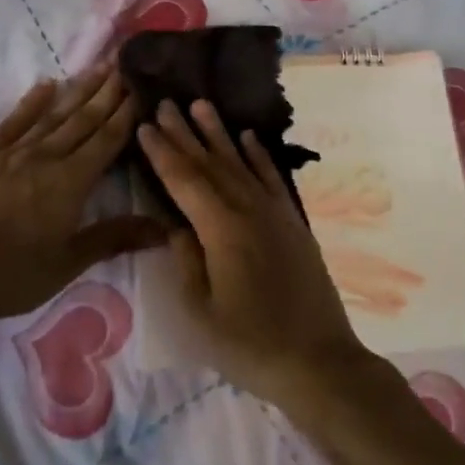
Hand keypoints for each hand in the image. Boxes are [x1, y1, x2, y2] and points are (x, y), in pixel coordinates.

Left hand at [0, 67, 162, 330]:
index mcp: (71, 182)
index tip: (142, 87)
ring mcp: (12, 151)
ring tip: (99, 68)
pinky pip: (14, 120)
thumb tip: (164, 228)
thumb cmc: (9, 276)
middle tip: (126, 65)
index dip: (127, 114)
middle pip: (84, 119)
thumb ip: (113, 238)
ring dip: (79, 90)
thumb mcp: (67, 264)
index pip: (107, 140)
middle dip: (108, 92)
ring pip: (54, 114)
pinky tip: (46, 85)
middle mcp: (46, 157)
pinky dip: (32, 101)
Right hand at [137, 99, 371, 410]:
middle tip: (165, 102)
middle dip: (185, 132)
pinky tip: (248, 137)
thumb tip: (176, 224)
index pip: (184, 180)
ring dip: (219, 133)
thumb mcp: (201, 312)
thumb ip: (186, 261)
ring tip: (201, 105)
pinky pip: (271, 178)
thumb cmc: (250, 345)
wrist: (319, 362)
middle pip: (210, 163)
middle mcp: (248, 209)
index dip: (162, 152)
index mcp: (221, 229)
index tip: (145, 125)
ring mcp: (275, 213)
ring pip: (240, 162)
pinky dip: (258, 155)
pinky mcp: (293, 222)